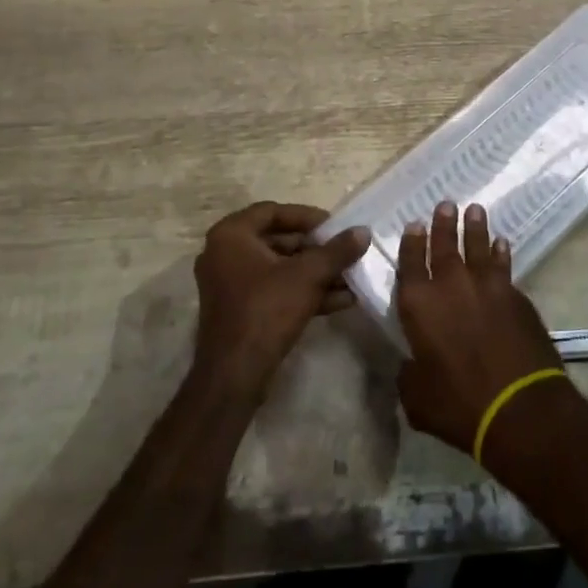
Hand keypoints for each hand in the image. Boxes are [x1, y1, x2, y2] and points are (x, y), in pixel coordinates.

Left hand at [192, 202, 371, 398]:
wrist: (234, 376)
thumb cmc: (266, 310)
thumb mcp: (308, 276)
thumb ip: (336, 251)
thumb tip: (363, 231)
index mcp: (231, 235)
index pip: (273, 211)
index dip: (306, 217)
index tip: (334, 226)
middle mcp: (224, 254)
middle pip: (278, 241)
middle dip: (315, 249)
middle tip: (343, 251)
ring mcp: (229, 285)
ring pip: (279, 269)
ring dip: (314, 273)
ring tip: (350, 277)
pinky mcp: (239, 311)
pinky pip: (274, 291)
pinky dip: (303, 292)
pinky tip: (341, 300)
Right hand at [394, 201, 567, 463]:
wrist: (519, 406)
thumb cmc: (459, 405)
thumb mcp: (418, 400)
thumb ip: (409, 376)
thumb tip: (410, 366)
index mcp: (419, 305)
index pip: (410, 263)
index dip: (411, 243)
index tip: (415, 224)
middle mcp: (450, 285)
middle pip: (444, 245)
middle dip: (443, 224)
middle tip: (446, 204)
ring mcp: (486, 286)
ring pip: (477, 246)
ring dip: (475, 228)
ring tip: (475, 210)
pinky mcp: (515, 295)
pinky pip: (504, 265)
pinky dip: (501, 253)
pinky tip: (502, 244)